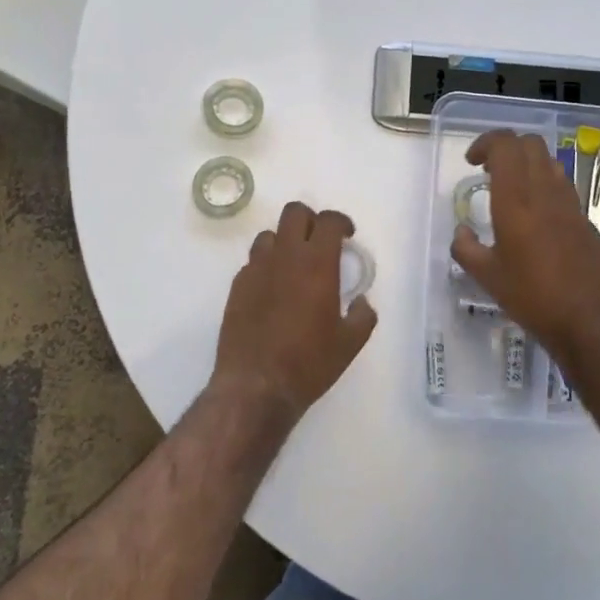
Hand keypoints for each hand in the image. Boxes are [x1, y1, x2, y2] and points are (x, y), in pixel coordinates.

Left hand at [212, 201, 377, 417]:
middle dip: (310, 220)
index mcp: (317, 264)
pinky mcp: (237, 286)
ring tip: (294, 265)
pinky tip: (273, 290)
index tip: (347, 236)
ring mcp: (256, 269)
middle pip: (294, 213)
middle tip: (320, 243)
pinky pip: (253, 261)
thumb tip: (360, 302)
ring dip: (285, 241)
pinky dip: (266, 265)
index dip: (341, 222)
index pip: (328, 221)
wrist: (256, 386)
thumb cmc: (308, 363)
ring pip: (269, 235)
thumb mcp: (350, 344)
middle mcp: (284, 257)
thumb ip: (362, 316)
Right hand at [451, 130, 599, 366]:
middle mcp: (545, 192)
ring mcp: (570, 204)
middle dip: (506, 148)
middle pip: (530, 144)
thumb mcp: (487, 277)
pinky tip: (534, 217)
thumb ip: (466, 249)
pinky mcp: (585, 220)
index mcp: (516, 200)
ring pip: (549, 162)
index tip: (472, 162)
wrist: (591, 320)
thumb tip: (461, 234)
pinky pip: (562, 186)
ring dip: (526, 165)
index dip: (486, 143)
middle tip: (488, 172)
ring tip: (510, 192)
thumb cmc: (533, 297)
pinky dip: (543, 186)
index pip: (506, 145)